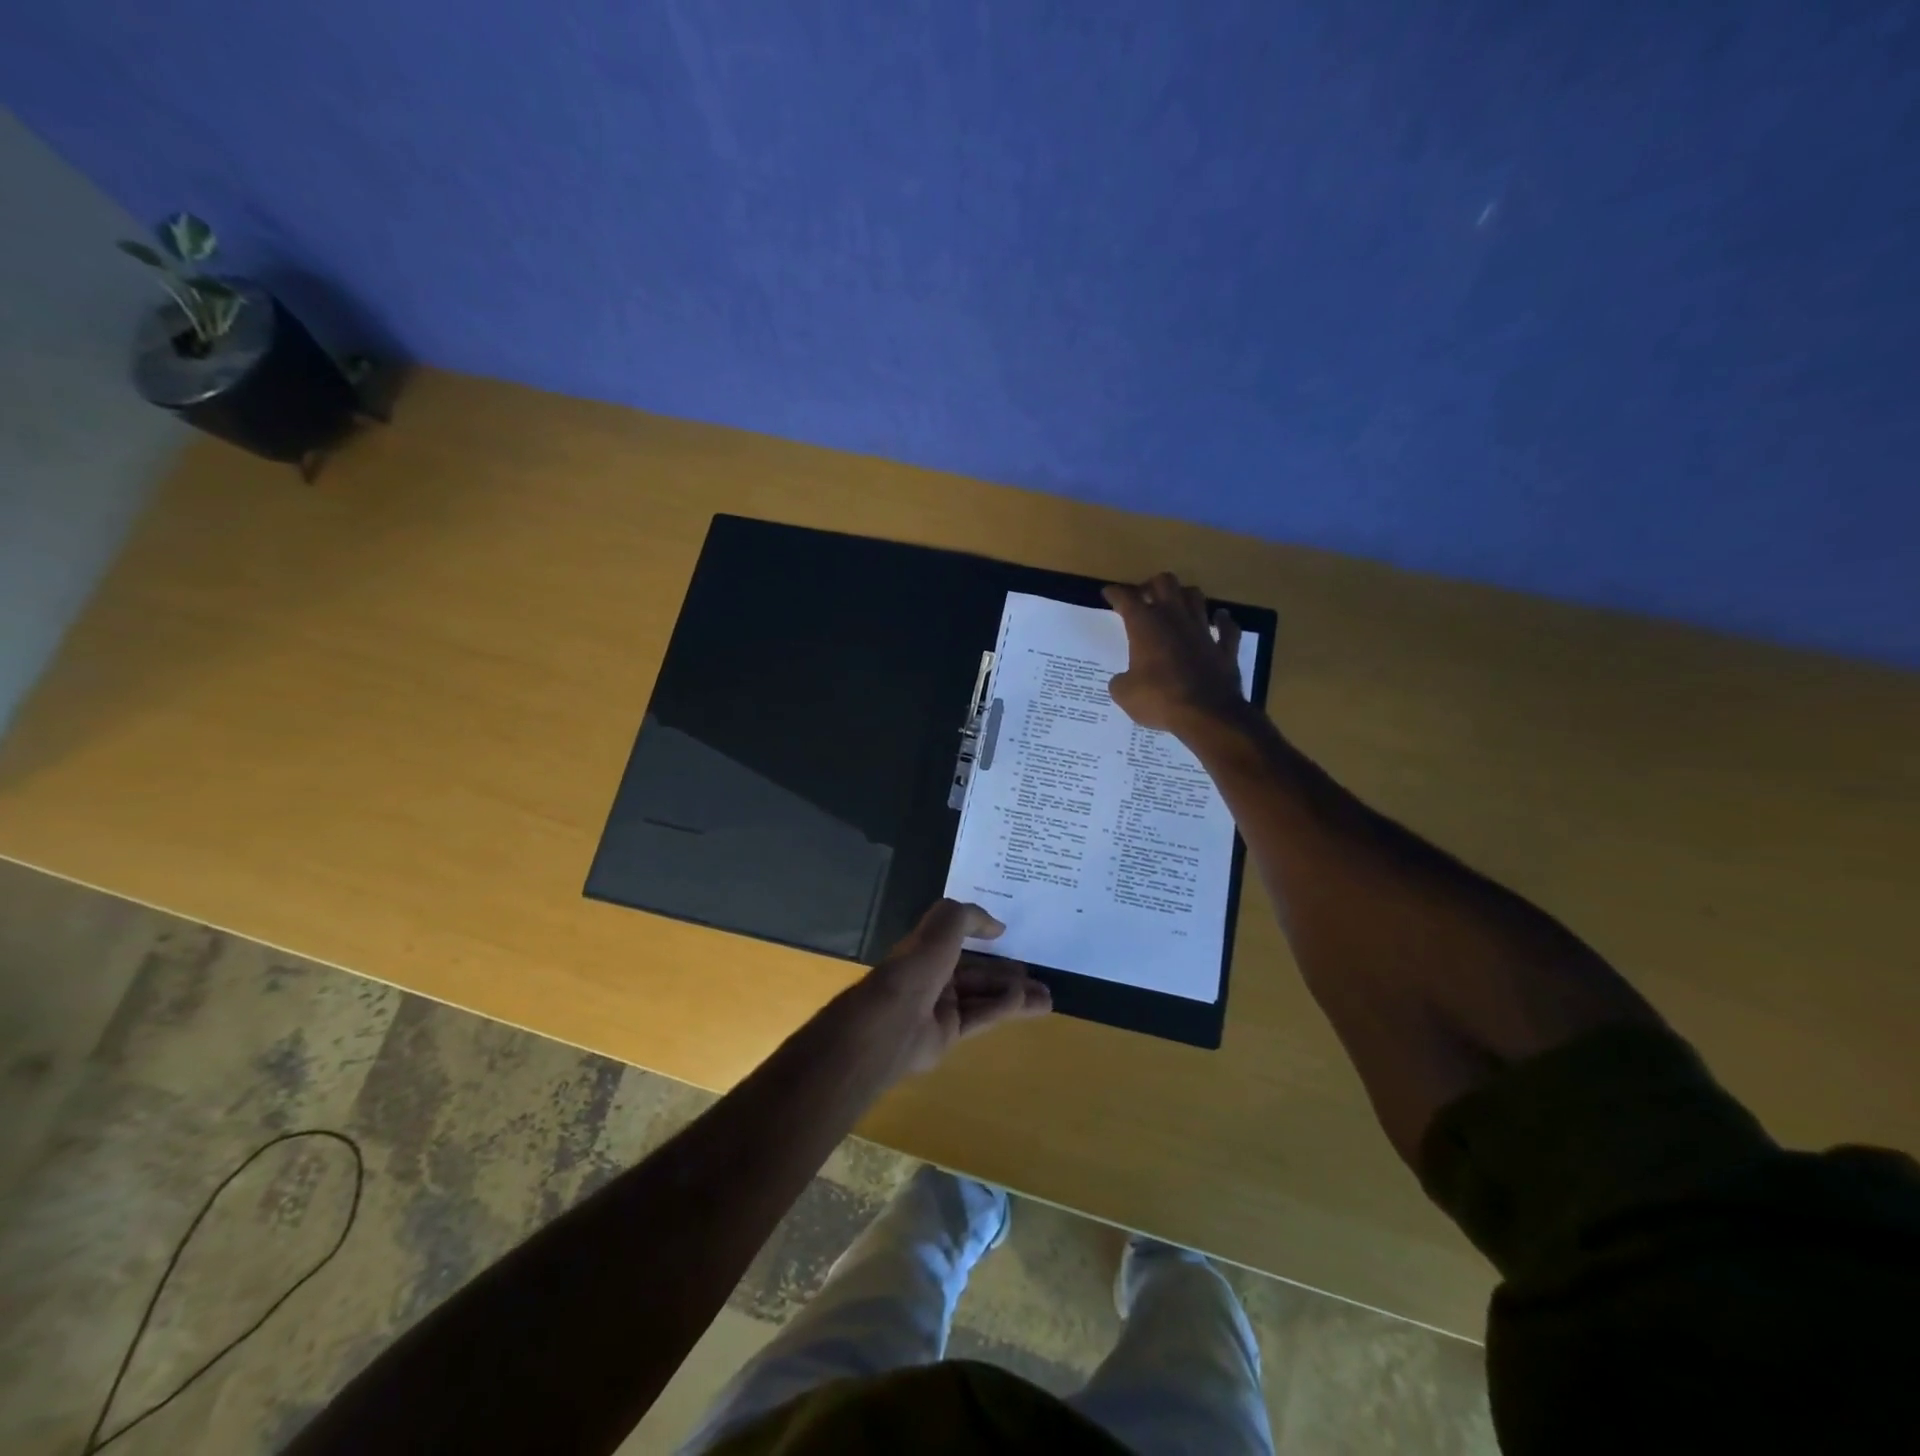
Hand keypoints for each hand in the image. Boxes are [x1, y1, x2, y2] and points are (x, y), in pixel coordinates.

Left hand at [858, 900, 1051, 1078]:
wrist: (896, 1018)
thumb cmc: (919, 964)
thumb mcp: (946, 923)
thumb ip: (972, 917)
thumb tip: (998, 928)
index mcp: (927, 947)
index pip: (959, 940)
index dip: (984, 937)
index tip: (1009, 937)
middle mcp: (934, 976)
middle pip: (978, 973)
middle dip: (1008, 974)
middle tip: (1040, 976)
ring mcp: (941, 1007)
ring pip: (985, 997)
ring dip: (1016, 995)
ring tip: (1047, 997)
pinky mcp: (949, 1034)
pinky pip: (981, 1017)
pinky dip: (1004, 1008)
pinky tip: (1027, 1003)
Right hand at [1102, 572, 1248, 735]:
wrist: (1207, 715)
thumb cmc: (1159, 699)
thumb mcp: (1124, 694)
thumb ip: (1120, 682)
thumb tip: (1122, 680)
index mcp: (1145, 626)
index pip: (1127, 598)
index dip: (1115, 593)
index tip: (1109, 593)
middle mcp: (1175, 619)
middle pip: (1165, 583)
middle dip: (1152, 585)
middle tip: (1144, 598)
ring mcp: (1203, 630)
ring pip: (1195, 596)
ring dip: (1184, 596)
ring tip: (1177, 605)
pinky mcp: (1225, 648)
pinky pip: (1227, 627)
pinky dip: (1222, 621)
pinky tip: (1218, 619)